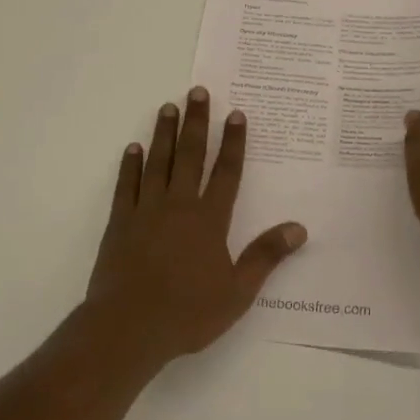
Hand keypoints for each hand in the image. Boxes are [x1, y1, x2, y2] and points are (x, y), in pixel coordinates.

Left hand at [85, 87, 306, 366]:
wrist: (128, 328)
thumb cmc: (187, 313)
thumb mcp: (237, 292)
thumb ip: (266, 256)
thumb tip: (299, 228)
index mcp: (209, 220)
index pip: (227, 172)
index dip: (233, 142)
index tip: (235, 114)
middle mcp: (179, 205)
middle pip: (191, 155)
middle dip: (197, 122)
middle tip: (198, 91)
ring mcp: (146, 211)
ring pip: (158, 162)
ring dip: (165, 133)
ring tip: (168, 107)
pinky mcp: (120, 222)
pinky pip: (127, 185)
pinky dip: (130, 165)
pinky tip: (132, 148)